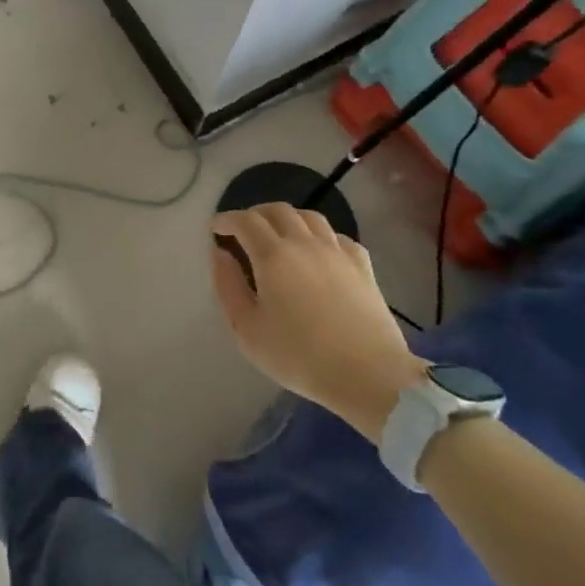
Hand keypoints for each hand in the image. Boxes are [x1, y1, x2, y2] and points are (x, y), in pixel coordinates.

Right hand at [210, 205, 424, 442]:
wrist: (369, 375)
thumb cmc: (300, 356)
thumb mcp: (247, 330)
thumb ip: (228, 287)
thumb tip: (219, 254)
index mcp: (273, 255)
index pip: (245, 221)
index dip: (226, 220)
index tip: (215, 229)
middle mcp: (304, 243)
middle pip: (277, 210)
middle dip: (254, 214)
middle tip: (243, 230)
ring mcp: (337, 252)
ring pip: (310, 216)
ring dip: (287, 218)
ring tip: (278, 234)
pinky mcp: (363, 266)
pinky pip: (337, 236)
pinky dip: (320, 235)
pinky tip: (318, 251)